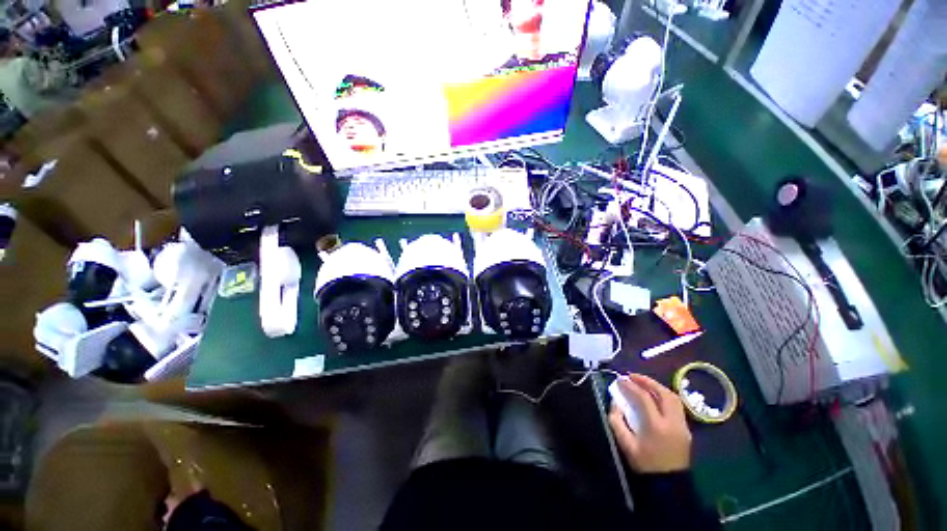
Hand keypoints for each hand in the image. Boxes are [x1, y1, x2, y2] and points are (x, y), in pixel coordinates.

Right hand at [608, 374, 691, 472]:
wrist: (669, 485)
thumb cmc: (645, 464)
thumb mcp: (625, 444)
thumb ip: (616, 420)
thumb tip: (615, 402)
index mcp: (657, 426)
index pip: (644, 398)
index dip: (630, 386)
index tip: (619, 380)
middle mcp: (673, 422)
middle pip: (664, 393)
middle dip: (647, 381)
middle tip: (632, 376)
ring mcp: (682, 426)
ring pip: (673, 398)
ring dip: (657, 387)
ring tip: (643, 383)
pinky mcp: (686, 429)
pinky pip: (676, 406)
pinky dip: (664, 396)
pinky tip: (654, 396)